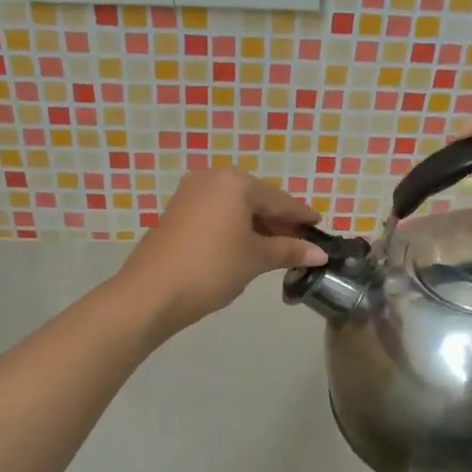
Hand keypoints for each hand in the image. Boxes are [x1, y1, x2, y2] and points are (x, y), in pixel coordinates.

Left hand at [117, 166, 328, 334]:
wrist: (151, 292)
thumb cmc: (211, 269)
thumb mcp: (255, 259)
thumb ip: (289, 250)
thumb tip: (320, 253)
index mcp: (235, 183)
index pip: (279, 200)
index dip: (301, 216)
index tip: (320, 227)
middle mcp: (212, 178)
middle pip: (256, 199)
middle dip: (279, 222)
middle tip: (301, 243)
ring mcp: (190, 193)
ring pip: (235, 207)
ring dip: (257, 226)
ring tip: (277, 249)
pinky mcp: (177, 211)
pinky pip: (217, 213)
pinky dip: (235, 227)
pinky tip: (246, 246)